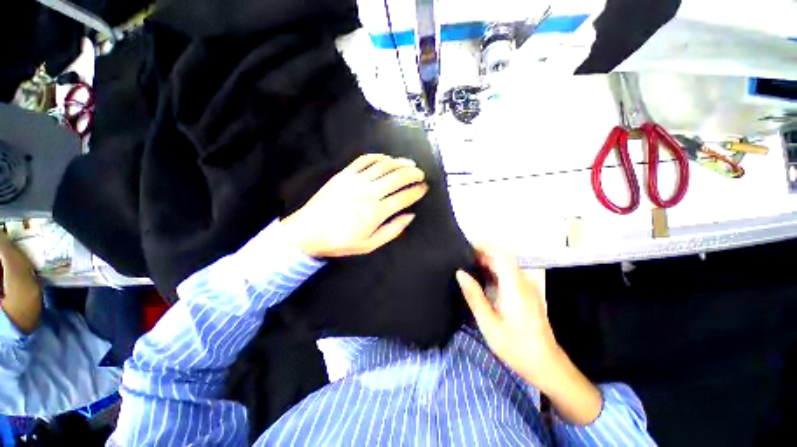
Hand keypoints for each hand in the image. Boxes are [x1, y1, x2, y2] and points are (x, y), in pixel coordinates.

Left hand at [282, 154, 428, 257]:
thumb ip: (392, 230)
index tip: (424, 188)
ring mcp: (356, 181)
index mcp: (376, 212)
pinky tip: (386, 158)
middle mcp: (369, 193)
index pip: (404, 197)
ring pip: (384, 166)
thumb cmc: (340, 241)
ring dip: (400, 163)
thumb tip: (410, 216)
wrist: (308, 231)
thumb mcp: (369, 244)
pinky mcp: (344, 174)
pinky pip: (364, 160)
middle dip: (413, 173)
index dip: (417, 191)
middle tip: (421, 174)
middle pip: (398, 177)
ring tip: (410, 163)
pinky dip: (378, 157)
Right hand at [455, 246, 560, 388]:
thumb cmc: (516, 346)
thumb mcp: (489, 323)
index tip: (465, 245)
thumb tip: (460, 273)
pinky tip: (482, 280)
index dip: (484, 246)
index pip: (500, 255)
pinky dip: (494, 272)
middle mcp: (523, 282)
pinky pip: (509, 275)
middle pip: (502, 259)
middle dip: (482, 254)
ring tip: (467, 266)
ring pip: (505, 266)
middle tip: (460, 258)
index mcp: (514, 286)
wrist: (546, 365)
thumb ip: (474, 296)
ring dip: (487, 263)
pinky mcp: (528, 294)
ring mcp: (527, 288)